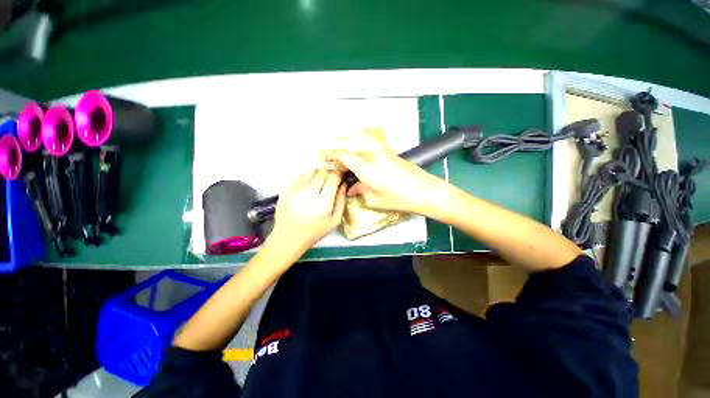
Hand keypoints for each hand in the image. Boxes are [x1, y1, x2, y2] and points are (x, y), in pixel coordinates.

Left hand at [268, 169, 346, 254]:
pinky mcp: (286, 190)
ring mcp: (294, 191)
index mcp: (322, 205)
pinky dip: (307, 178)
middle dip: (329, 174)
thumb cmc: (313, 231)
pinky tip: (308, 189)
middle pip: (322, 172)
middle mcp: (307, 195)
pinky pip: (300, 176)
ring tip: (319, 184)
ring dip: (318, 174)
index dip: (339, 175)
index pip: (333, 178)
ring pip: (311, 171)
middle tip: (331, 181)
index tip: (341, 176)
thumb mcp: (334, 221)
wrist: (288, 238)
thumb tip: (344, 184)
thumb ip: (341, 201)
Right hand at [321, 129, 447, 214]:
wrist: (425, 191)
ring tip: (343, 148)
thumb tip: (352, 189)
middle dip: (337, 143)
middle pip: (351, 140)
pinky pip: (371, 138)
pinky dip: (361, 138)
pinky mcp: (389, 150)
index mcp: (367, 169)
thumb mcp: (375, 200)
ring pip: (361, 135)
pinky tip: (359, 147)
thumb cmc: (400, 199)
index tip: (326, 158)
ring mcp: (383, 150)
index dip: (332, 155)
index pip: (344, 155)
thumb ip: (360, 191)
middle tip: (332, 152)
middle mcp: (373, 155)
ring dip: (349, 138)